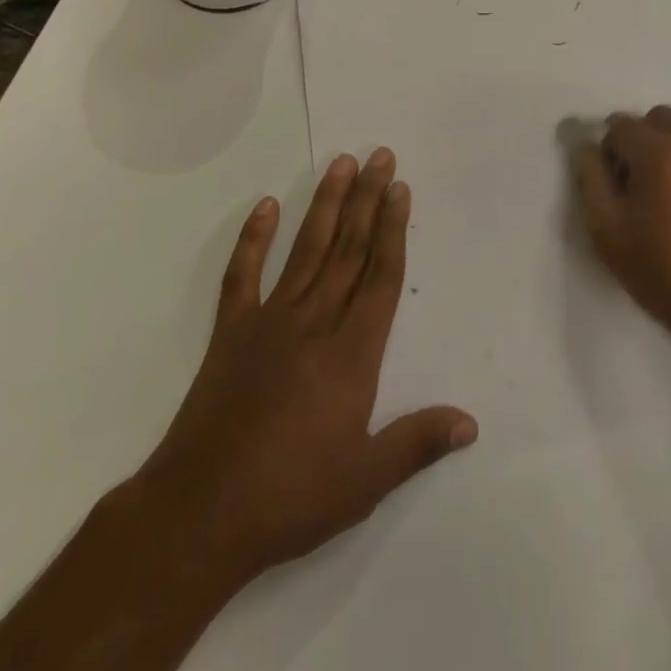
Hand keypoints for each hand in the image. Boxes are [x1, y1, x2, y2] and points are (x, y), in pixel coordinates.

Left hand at [123, 149, 476, 595]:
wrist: (199, 515)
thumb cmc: (290, 498)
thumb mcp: (365, 481)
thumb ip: (418, 443)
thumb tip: (471, 422)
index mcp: (352, 353)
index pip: (380, 276)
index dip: (393, 229)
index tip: (400, 188)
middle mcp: (315, 322)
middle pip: (348, 249)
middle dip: (367, 199)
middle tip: (380, 155)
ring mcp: (269, 322)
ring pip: (306, 249)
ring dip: (325, 204)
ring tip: (340, 162)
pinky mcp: (231, 332)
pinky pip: (243, 274)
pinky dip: (253, 238)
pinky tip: (265, 205)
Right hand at [573, 106, 670, 376]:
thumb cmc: (670, 279)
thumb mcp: (608, 235)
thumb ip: (589, 178)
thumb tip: (585, 144)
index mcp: (663, 151)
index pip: (620, 126)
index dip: (611, 154)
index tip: (617, 189)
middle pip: (660, 119)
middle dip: (645, 144)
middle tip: (648, 191)